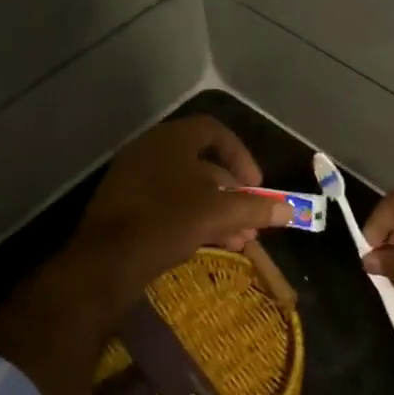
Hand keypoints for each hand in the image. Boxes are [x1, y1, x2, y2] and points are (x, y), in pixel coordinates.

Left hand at [69, 116, 291, 293]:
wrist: (103, 263)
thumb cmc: (165, 223)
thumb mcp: (218, 213)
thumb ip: (255, 208)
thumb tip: (290, 210)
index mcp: (171, 140)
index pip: (215, 132)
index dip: (241, 155)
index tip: (257, 184)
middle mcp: (150, 152)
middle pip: (203, 164)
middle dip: (233, 193)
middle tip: (252, 219)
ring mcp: (134, 180)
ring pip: (187, 189)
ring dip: (218, 211)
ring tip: (239, 241)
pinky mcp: (124, 208)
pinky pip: (168, 206)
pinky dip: (193, 220)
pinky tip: (211, 246)